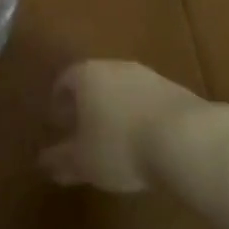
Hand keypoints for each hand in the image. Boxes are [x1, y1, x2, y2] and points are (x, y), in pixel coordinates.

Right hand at [39, 60, 208, 192]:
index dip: (59, 100)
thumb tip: (43, 161)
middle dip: (88, 104)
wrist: (185, 138)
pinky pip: (147, 101)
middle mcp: (115, 66)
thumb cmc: (120, 146)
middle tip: (84, 129)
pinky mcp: (174, 90)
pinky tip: (145, 141)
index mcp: (86, 75)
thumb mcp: (83, 161)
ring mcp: (147, 76)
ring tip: (116, 138)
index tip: (57, 120)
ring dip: (117, 110)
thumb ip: (61, 160)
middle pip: (95, 81)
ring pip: (123, 90)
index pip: (65, 80)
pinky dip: (141, 116)